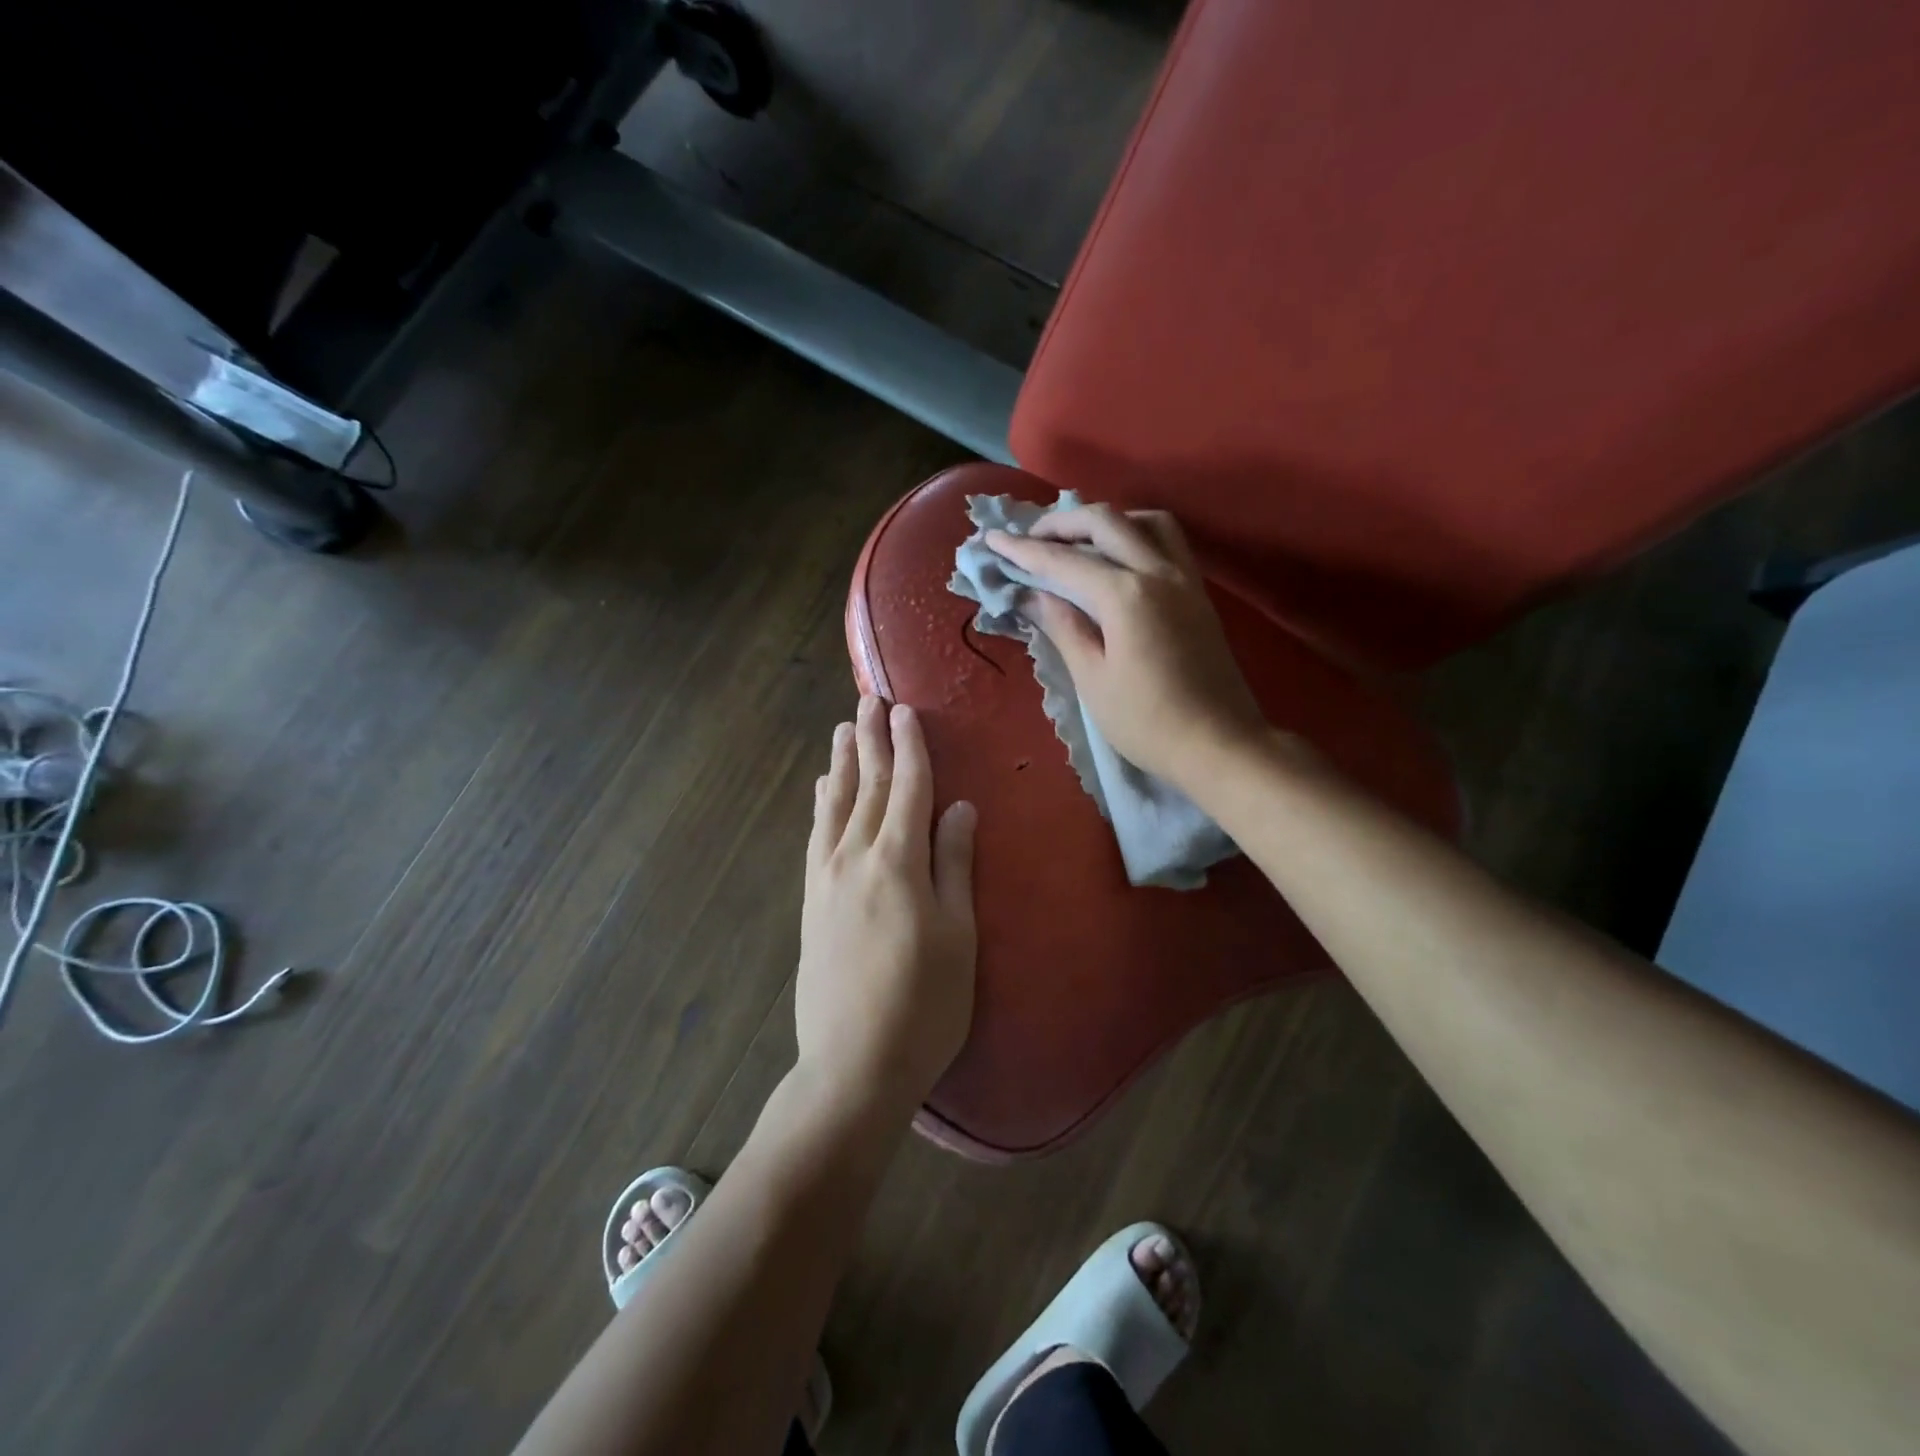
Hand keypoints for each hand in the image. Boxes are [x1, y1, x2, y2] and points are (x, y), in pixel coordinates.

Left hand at [796, 698, 977, 1116]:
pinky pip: (816, 835)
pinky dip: (821, 805)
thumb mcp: (957, 935)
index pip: (906, 790)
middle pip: (866, 787)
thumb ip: (953, 865)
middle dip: (871, 742)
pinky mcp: (811, 901)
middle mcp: (855, 859)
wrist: (853, 1065)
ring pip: (834, 806)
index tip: (905, 711)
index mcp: (898, 863)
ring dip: (841, 765)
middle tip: (869, 702)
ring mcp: (827, 879)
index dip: (909, 748)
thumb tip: (959, 808)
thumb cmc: (924, 1005)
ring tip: (842, 731)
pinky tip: (821, 791)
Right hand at [987, 505, 1268, 786]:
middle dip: (1061, 522)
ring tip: (1079, 541)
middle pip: (1106, 522)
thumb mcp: (1093, 680)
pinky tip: (1120, 558)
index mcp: (1125, 595)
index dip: (1024, 549)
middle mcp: (1158, 572)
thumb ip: (1064, 628)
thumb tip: (1034, 595)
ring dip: (1106, 521)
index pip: (1064, 560)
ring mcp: (1185, 579)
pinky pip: (1168, 541)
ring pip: (1145, 521)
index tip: (992, 540)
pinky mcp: (1199, 594)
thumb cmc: (1147, 722)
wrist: (1220, 745)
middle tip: (1030, 537)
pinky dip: (1137, 534)